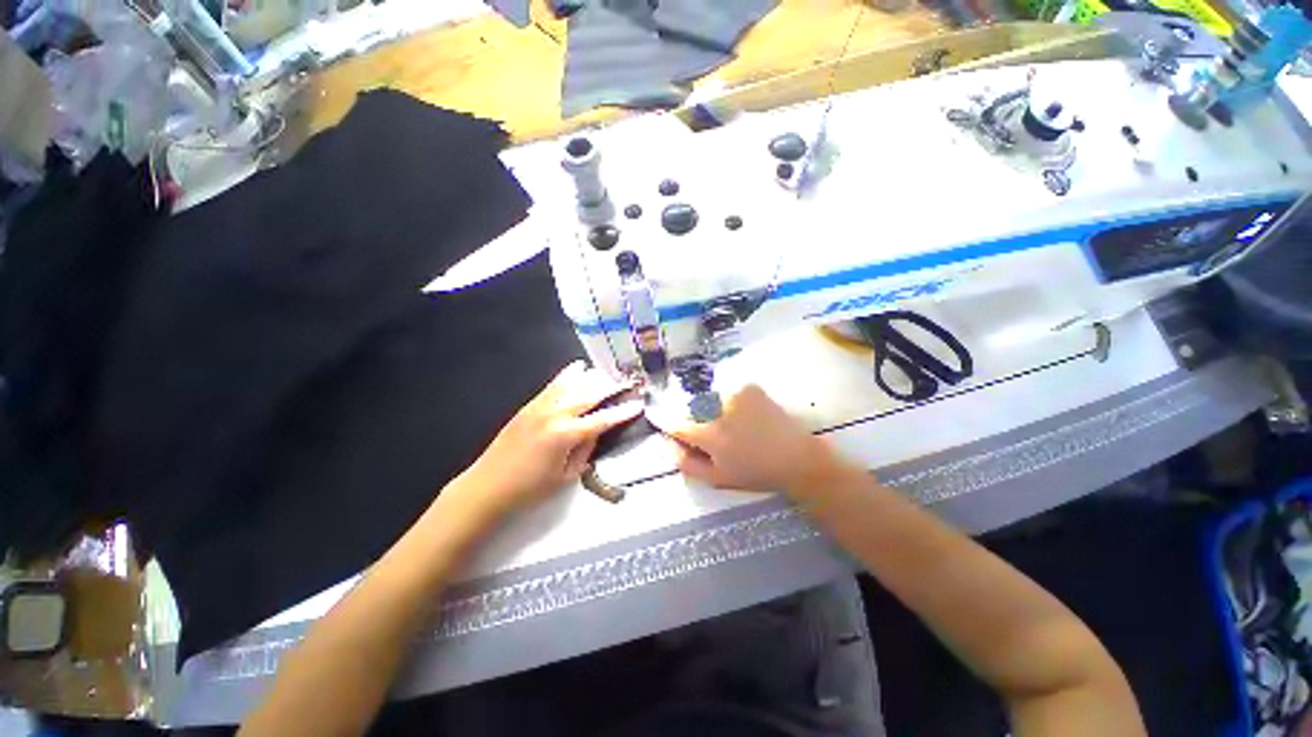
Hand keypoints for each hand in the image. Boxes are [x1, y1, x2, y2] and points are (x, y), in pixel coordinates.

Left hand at [454, 361, 641, 519]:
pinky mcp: (529, 405)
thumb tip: (595, 432)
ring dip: (592, 377)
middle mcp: (555, 414)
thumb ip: (585, 450)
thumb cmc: (530, 489)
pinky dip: (568, 375)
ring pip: (572, 383)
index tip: (639, 404)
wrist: (488, 486)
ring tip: (607, 373)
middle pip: (589, 394)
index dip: (623, 412)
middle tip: (627, 382)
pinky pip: (553, 385)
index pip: (602, 419)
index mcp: (566, 435)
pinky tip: (578, 367)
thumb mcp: (566, 476)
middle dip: (611, 387)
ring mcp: (541, 406)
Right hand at [650, 385, 858, 496]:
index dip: (666, 423)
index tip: (660, 421)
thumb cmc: (756, 472)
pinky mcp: (749, 387)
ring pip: (709, 400)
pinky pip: (727, 392)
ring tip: (731, 426)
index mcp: (711, 436)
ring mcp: (736, 395)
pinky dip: (729, 402)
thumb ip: (687, 463)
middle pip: (691, 409)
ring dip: (711, 410)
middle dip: (693, 420)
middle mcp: (720, 410)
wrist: (797, 457)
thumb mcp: (717, 478)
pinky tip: (744, 415)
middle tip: (710, 433)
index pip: (676, 424)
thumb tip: (667, 444)